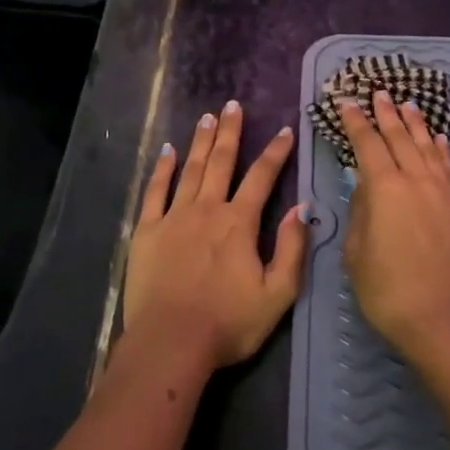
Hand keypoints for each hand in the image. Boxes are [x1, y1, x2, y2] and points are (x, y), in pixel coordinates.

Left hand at [123, 100, 309, 370]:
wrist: (170, 344)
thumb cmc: (228, 323)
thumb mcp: (277, 294)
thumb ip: (292, 248)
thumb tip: (302, 208)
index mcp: (239, 223)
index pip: (262, 177)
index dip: (275, 152)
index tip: (284, 129)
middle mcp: (207, 209)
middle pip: (221, 161)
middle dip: (230, 132)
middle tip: (233, 105)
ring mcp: (174, 217)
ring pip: (191, 169)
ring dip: (201, 141)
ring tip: (207, 117)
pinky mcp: (147, 231)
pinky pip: (155, 191)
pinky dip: (163, 169)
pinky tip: (168, 151)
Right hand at [339, 91, 449, 364]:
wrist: (442, 320)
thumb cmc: (387, 290)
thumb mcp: (356, 252)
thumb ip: (360, 210)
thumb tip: (366, 185)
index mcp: (385, 188)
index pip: (367, 144)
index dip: (356, 122)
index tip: (348, 103)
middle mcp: (416, 180)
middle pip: (400, 137)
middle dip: (387, 114)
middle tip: (380, 93)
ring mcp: (444, 192)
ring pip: (428, 147)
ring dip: (416, 124)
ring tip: (408, 105)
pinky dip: (443, 149)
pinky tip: (440, 139)